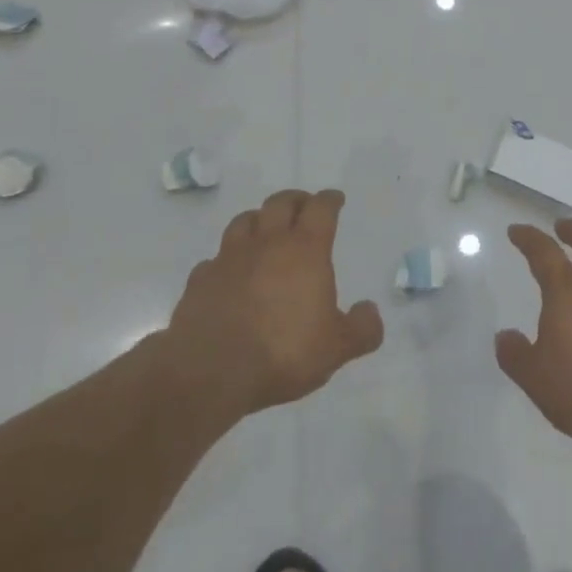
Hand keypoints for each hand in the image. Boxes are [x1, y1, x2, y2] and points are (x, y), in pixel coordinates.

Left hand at [163, 189, 382, 417]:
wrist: (212, 371)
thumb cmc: (284, 352)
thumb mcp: (337, 348)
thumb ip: (361, 329)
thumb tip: (370, 311)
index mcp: (305, 250)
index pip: (321, 209)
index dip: (330, 200)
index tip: (335, 199)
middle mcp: (267, 244)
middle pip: (281, 203)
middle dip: (295, 200)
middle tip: (304, 206)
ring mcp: (229, 258)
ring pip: (244, 221)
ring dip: (259, 219)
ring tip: (265, 229)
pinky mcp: (200, 280)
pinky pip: (215, 259)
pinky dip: (226, 260)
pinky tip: (230, 273)